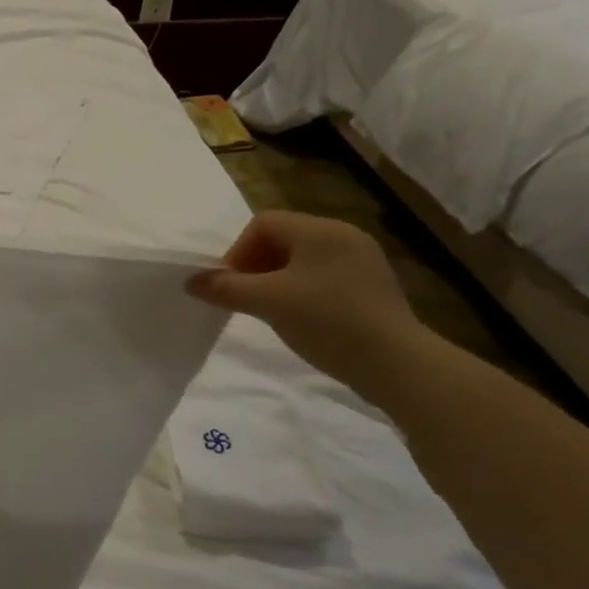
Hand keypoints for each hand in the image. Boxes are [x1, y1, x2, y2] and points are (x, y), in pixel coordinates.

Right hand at [187, 210, 427, 393]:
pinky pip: (324, 277)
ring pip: (303, 259)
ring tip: (270, 310)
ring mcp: (363, 261)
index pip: (263, 223)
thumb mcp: (268, 302)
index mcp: (321, 230)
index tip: (231, 285)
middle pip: (283, 238)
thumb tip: (191, 282)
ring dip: (276, 279)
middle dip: (255, 265)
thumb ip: (226, 288)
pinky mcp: (373, 287)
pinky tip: (302, 319)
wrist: (397, 364)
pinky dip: (302, 291)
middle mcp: (344, 236)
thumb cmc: (327, 321)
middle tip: (245, 298)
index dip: (238, 251)